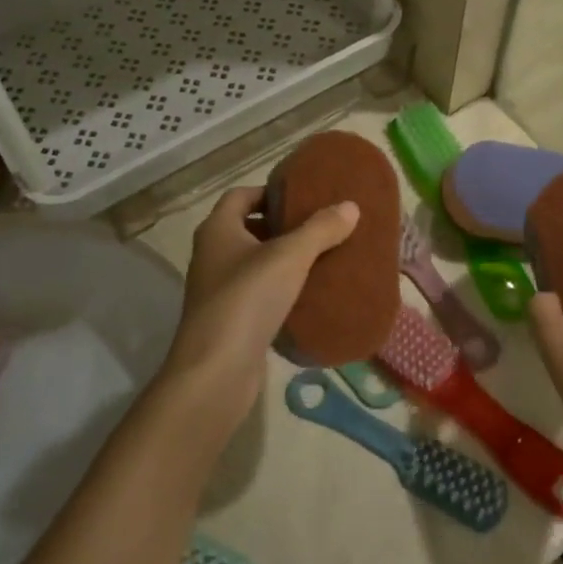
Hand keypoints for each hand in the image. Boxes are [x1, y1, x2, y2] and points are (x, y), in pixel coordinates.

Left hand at [163, 186, 358, 431]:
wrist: (216, 371)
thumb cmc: (247, 299)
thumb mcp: (289, 256)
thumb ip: (320, 229)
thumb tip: (350, 206)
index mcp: (217, 229)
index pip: (241, 195)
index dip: (270, 191)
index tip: (304, 197)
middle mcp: (212, 254)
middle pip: (248, 228)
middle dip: (283, 226)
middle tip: (320, 226)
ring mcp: (218, 290)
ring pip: (255, 263)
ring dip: (284, 260)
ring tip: (322, 257)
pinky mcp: (231, 320)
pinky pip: (259, 294)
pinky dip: (281, 290)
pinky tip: (309, 295)